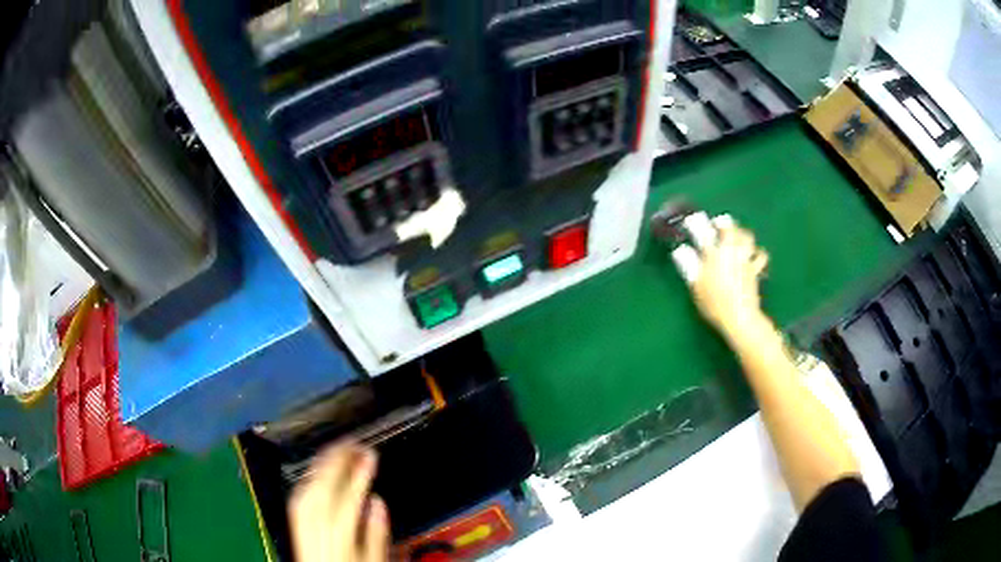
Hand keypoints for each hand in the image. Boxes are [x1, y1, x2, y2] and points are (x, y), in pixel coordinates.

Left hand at [288, 442, 388, 561]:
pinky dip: (307, 479)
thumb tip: (377, 501)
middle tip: (352, 443)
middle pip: (321, 488)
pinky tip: (316, 472)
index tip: (370, 453)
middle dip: (335, 461)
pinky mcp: (294, 526)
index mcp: (339, 537)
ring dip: (319, 466)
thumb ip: (376, 534)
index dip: (358, 473)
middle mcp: (315, 528)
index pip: (347, 498)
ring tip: (336, 450)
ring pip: (305, 489)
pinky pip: (297, 497)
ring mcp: (301, 526)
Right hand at [690, 220, 769, 341]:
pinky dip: (757, 252)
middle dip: (724, 222)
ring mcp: (745, 260)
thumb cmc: (714, 304)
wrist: (739, 317)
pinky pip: (760, 255)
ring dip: (741, 232)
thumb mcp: (696, 286)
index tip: (691, 220)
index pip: (705, 232)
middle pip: (731, 228)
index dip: (697, 223)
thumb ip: (689, 266)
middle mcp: (731, 252)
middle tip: (718, 223)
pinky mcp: (755, 270)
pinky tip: (754, 253)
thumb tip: (680, 251)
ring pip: (747, 237)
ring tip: (736, 234)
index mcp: (714, 255)